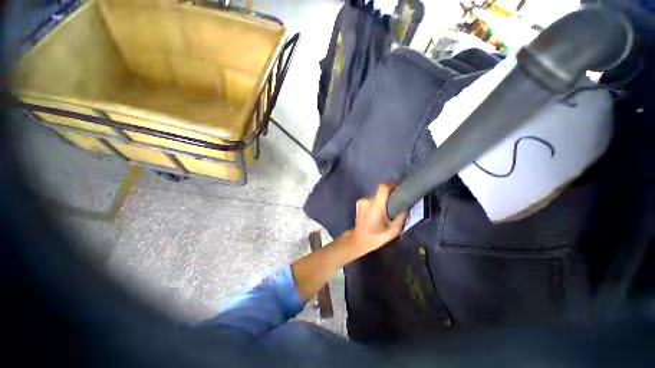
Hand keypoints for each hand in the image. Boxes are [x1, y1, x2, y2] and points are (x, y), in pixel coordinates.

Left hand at [348, 184, 407, 254]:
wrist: (359, 241)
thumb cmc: (376, 237)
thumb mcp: (393, 231)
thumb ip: (401, 217)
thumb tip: (405, 207)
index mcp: (376, 207)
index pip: (383, 188)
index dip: (391, 186)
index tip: (398, 191)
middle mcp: (367, 201)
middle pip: (380, 193)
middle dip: (388, 198)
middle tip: (393, 206)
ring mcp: (361, 202)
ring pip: (375, 197)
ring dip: (381, 202)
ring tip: (383, 213)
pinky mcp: (358, 204)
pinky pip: (370, 200)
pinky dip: (374, 204)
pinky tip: (375, 214)